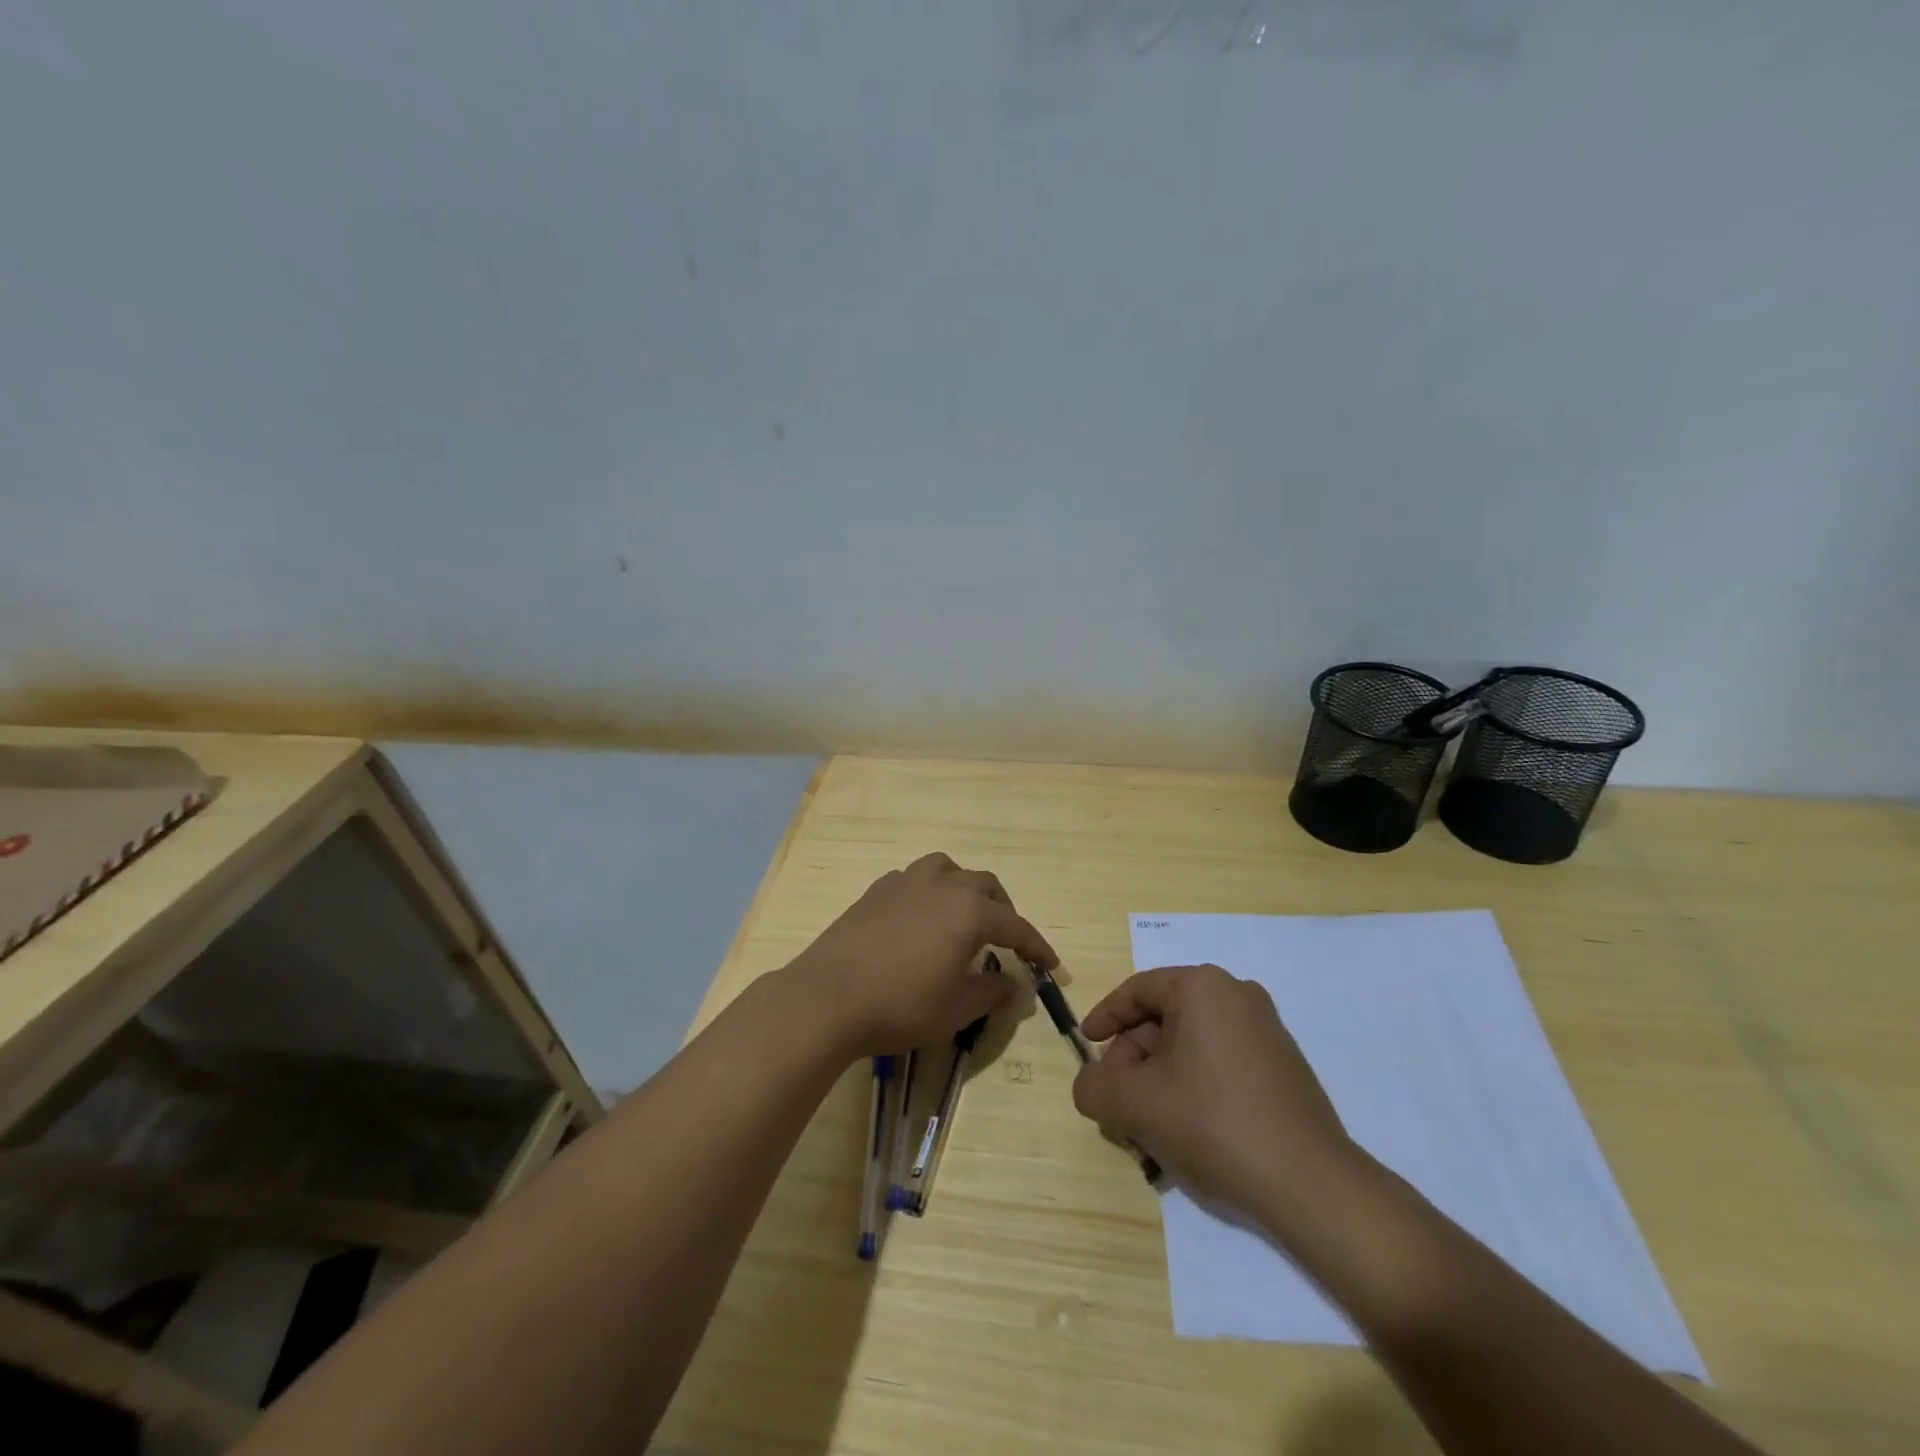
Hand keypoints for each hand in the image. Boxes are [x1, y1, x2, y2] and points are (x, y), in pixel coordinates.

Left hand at [786, 853, 1056, 1057]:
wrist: (829, 996)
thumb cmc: (903, 1004)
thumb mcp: (957, 1008)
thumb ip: (993, 992)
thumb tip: (1017, 986)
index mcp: (969, 911)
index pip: (1015, 926)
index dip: (1036, 946)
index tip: (1051, 965)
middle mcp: (941, 885)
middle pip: (984, 886)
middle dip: (1002, 910)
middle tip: (1007, 940)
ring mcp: (904, 883)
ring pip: (946, 869)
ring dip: (963, 888)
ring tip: (962, 915)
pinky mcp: (874, 892)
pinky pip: (912, 880)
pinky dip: (927, 893)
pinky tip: (919, 918)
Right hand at [1071, 964, 1358, 1219]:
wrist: (1310, 1184)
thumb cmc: (1213, 1124)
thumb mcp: (1135, 1105)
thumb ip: (1095, 1087)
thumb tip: (1090, 1084)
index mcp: (1203, 988)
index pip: (1137, 990)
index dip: (1105, 1017)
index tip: (1087, 1044)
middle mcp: (1237, 996)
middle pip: (1165, 1017)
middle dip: (1134, 1056)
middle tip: (1118, 1096)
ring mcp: (1267, 1030)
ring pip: (1193, 1043)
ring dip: (1161, 1076)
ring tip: (1149, 1121)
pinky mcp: (1284, 1066)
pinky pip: (1222, 1061)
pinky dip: (1194, 1084)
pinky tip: (1187, 1128)